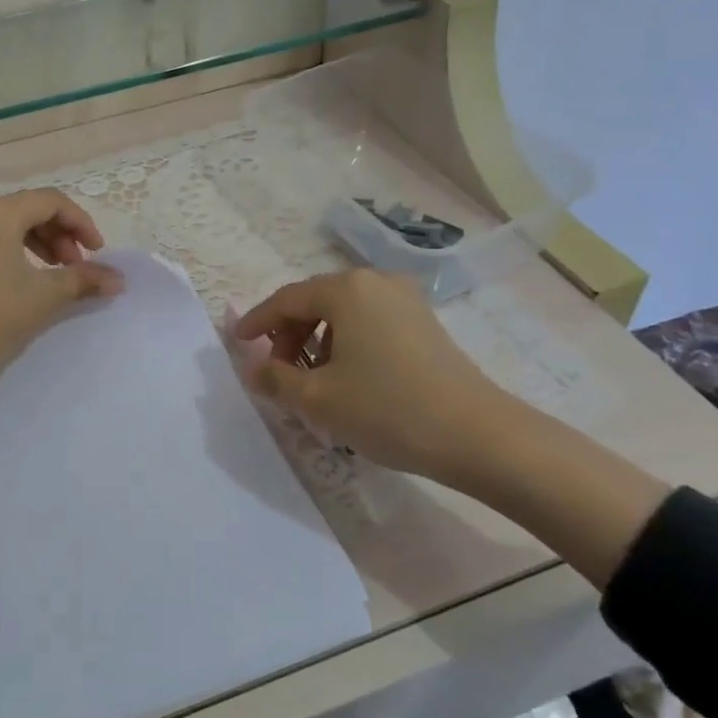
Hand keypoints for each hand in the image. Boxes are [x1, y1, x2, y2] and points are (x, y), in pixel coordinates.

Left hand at [0, 189, 123, 498]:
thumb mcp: (46, 296)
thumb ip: (85, 279)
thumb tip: (120, 279)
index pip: (50, 201)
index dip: (80, 222)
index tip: (98, 252)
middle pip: (29, 209)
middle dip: (61, 234)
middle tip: (77, 266)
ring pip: (10, 224)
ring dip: (41, 242)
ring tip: (58, 273)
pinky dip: (16, 250)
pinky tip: (29, 277)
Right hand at [233, 268, 516, 488]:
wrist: (479, 436)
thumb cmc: (388, 409)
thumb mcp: (319, 399)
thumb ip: (275, 380)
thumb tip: (253, 370)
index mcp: (346, 289)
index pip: (286, 299)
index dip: (257, 322)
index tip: (238, 343)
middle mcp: (375, 282)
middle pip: (315, 302)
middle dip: (289, 335)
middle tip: (278, 372)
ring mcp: (405, 300)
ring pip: (343, 313)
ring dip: (318, 342)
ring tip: (313, 382)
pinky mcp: (424, 323)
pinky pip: (369, 323)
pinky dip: (347, 344)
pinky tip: (349, 379)